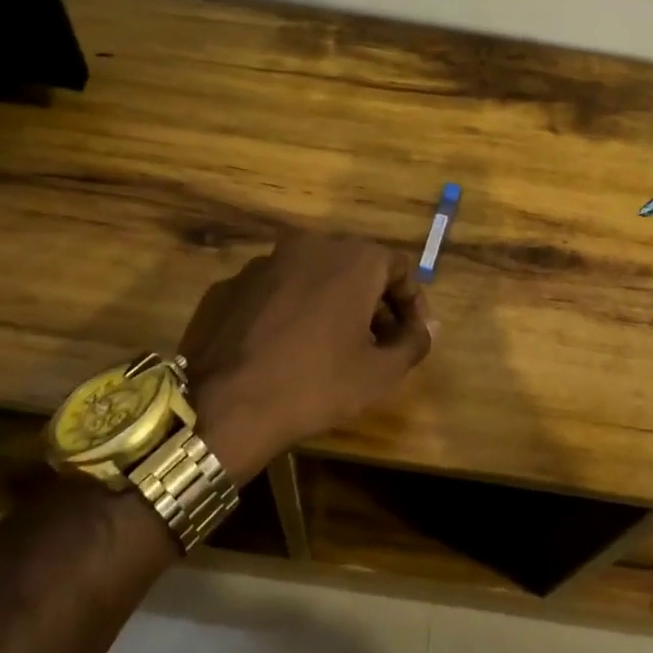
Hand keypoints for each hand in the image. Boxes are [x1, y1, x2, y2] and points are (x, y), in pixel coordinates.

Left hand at [178, 232, 435, 480]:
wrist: (224, 407)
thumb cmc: (316, 385)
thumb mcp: (380, 373)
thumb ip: (414, 342)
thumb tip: (428, 327)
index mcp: (351, 258)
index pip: (399, 268)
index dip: (412, 303)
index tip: (412, 336)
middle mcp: (308, 246)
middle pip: (355, 267)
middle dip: (372, 303)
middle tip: (377, 343)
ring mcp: (262, 263)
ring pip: (312, 276)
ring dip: (330, 304)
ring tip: (331, 347)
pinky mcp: (229, 285)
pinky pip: (274, 292)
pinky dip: (290, 311)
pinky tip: (286, 348)